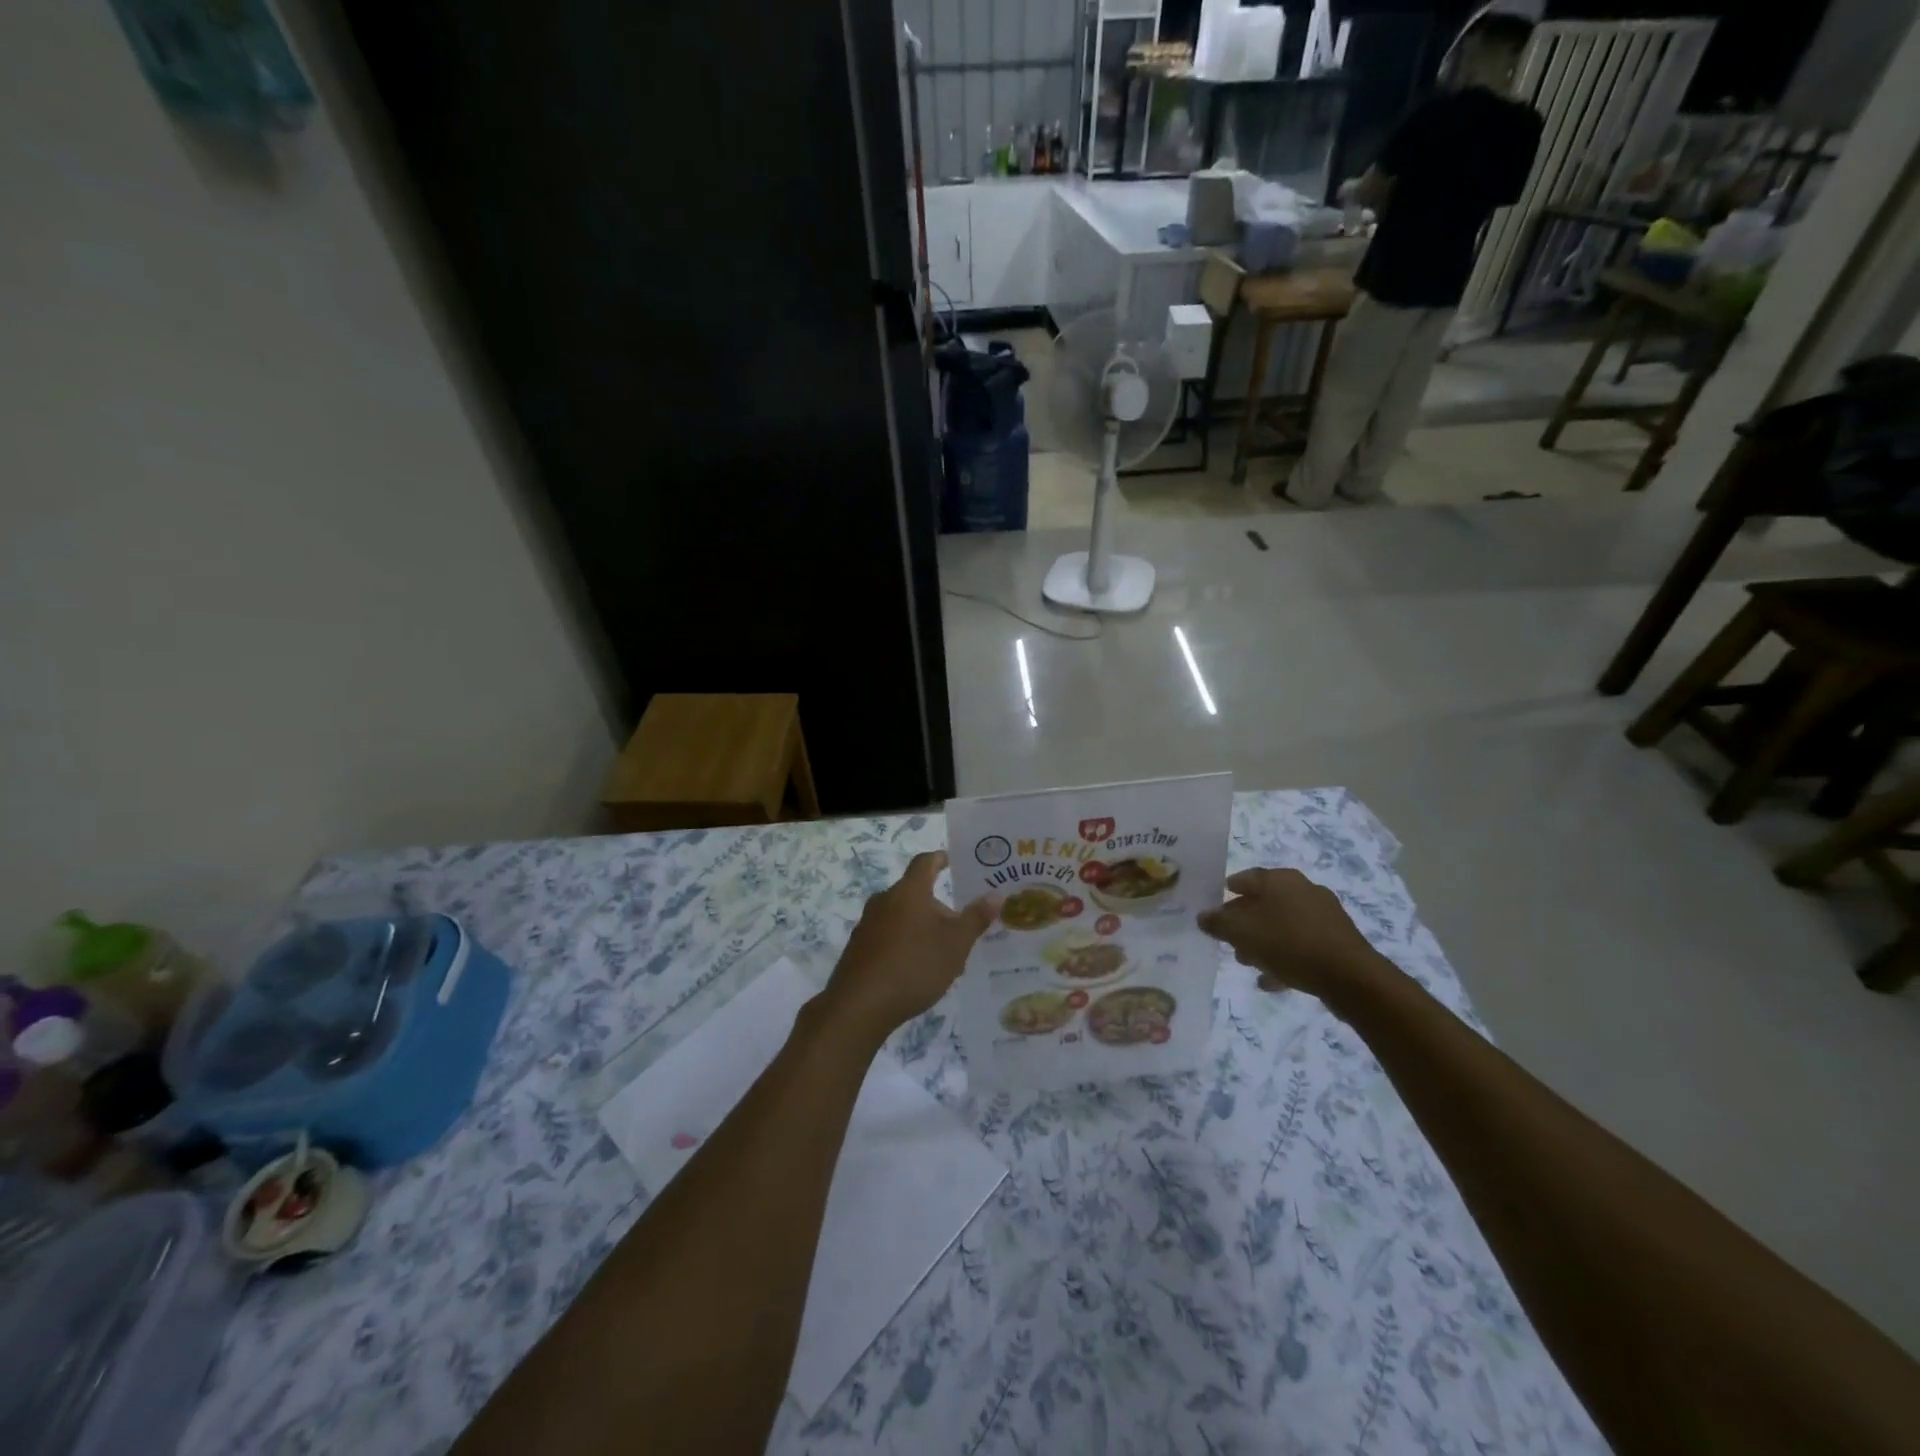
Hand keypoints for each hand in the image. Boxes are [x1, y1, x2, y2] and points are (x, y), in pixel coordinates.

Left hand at [817, 852, 998, 1047]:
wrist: (860, 1005)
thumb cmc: (914, 965)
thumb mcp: (955, 944)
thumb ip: (976, 918)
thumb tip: (995, 895)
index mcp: (909, 891)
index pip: (925, 862)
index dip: (941, 859)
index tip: (954, 861)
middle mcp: (884, 900)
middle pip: (915, 892)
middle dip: (938, 906)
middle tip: (961, 926)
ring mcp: (868, 924)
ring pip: (902, 917)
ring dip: (922, 928)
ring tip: (944, 953)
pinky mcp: (859, 948)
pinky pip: (888, 937)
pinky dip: (906, 944)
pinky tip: (918, 971)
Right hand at [1197, 867, 1393, 1008]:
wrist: (1350, 977)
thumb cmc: (1289, 943)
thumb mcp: (1242, 933)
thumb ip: (1218, 923)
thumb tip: (1203, 916)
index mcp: (1280, 880)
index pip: (1247, 877)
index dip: (1229, 890)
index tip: (1216, 904)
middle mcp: (1303, 890)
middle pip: (1266, 902)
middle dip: (1245, 921)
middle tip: (1229, 939)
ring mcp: (1324, 916)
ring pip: (1283, 925)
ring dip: (1264, 941)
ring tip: (1248, 962)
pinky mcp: (1337, 941)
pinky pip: (1302, 945)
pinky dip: (1285, 957)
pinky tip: (1272, 979)